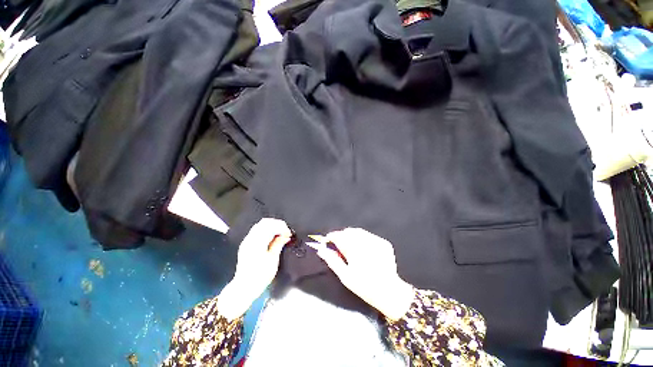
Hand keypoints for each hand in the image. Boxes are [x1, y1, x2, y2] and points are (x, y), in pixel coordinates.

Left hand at [218, 218, 291, 319]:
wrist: (244, 288)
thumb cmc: (260, 276)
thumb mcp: (273, 260)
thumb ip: (278, 244)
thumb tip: (286, 236)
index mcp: (257, 242)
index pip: (271, 226)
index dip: (282, 227)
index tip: (289, 233)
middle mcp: (250, 239)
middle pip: (265, 222)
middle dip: (277, 224)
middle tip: (286, 231)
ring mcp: (247, 241)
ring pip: (260, 225)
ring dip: (272, 226)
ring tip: (280, 234)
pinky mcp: (246, 244)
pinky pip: (257, 231)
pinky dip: (266, 230)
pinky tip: (272, 237)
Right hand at [309, 228, 414, 320]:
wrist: (390, 293)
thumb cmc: (364, 286)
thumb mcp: (345, 276)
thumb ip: (332, 260)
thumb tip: (321, 250)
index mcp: (355, 250)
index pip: (339, 236)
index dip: (332, 236)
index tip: (328, 240)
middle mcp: (366, 242)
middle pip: (349, 232)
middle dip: (342, 236)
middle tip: (339, 245)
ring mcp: (376, 241)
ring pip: (359, 232)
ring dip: (352, 236)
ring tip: (350, 246)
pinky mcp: (384, 243)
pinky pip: (369, 235)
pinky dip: (363, 238)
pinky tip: (363, 248)